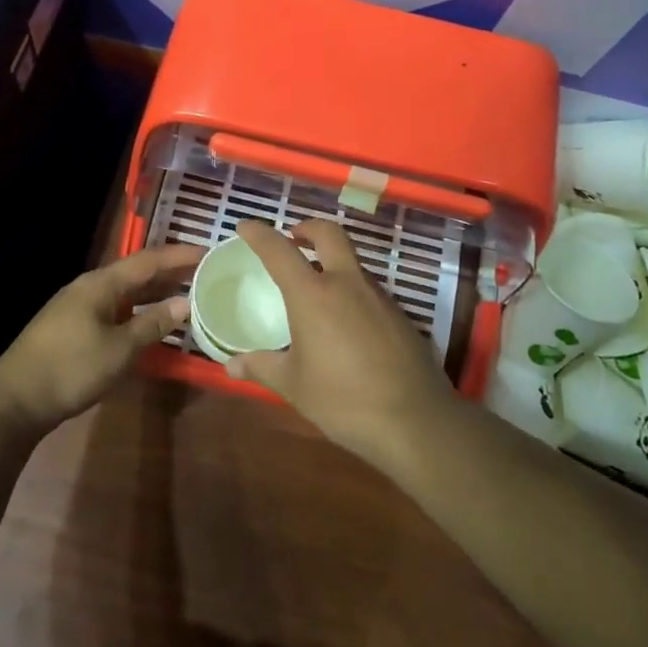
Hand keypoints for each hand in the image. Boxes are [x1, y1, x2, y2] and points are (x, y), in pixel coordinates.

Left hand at [0, 243, 203, 433]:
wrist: (14, 401)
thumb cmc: (69, 369)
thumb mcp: (118, 350)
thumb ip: (152, 325)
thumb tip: (185, 303)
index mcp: (100, 284)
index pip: (148, 261)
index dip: (179, 256)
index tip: (209, 252)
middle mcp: (90, 288)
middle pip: (136, 273)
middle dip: (170, 273)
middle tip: (205, 273)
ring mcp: (79, 308)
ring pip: (126, 293)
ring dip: (155, 294)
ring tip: (187, 295)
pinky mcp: (74, 328)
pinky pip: (116, 310)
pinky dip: (139, 312)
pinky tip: (153, 323)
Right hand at [226, 219, 457, 468]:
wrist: (415, 420)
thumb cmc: (344, 400)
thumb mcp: (294, 386)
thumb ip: (262, 367)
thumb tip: (231, 366)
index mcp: (313, 295)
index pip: (280, 251)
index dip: (259, 234)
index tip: (245, 226)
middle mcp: (347, 284)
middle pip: (329, 233)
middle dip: (308, 228)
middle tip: (293, 238)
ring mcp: (378, 296)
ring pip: (353, 261)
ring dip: (333, 261)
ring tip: (317, 286)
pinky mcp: (400, 314)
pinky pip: (369, 290)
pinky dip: (352, 290)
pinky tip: (347, 321)